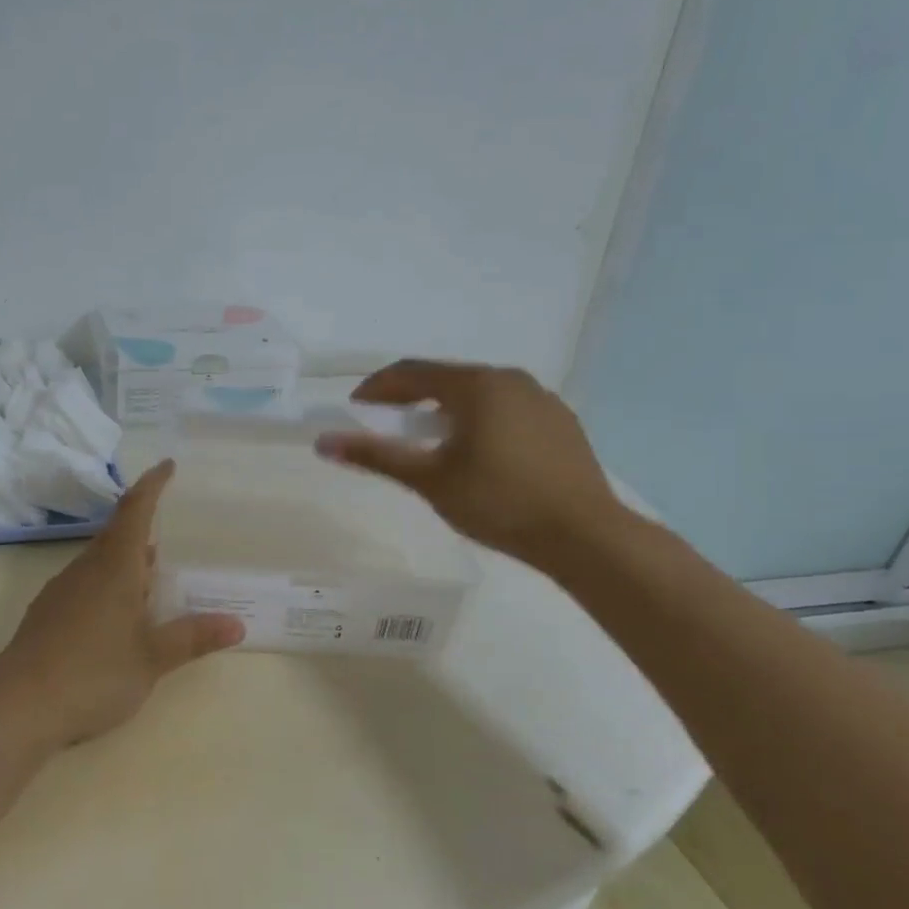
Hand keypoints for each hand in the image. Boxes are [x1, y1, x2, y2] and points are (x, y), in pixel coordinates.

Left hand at [0, 459, 244, 753]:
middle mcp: (85, 569)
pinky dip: (107, 583)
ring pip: (99, 560)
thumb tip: (236, 624)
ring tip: (151, 575)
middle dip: (142, 526)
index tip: (167, 465)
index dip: (152, 485)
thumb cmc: (93, 675)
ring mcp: (61, 590)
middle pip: (116, 533)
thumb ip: (193, 637)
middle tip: (170, 531)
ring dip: (126, 559)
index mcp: (114, 568)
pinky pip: (84, 582)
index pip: (135, 511)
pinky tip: (116, 613)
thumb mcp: (151, 659)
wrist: (18, 708)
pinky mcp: (45, 613)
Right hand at [313, 360, 622, 570]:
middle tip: (387, 423)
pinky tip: (479, 452)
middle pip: (446, 378)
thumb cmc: (498, 502)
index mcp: (476, 385)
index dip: (377, 388)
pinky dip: (480, 420)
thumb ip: (376, 456)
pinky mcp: (561, 422)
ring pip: (479, 393)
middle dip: (411, 397)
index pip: (412, 372)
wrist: (585, 536)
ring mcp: (541, 399)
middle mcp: (510, 379)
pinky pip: (507, 409)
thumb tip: (323, 442)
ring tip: (431, 439)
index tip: (354, 408)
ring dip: (446, 408)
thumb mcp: (429, 479)